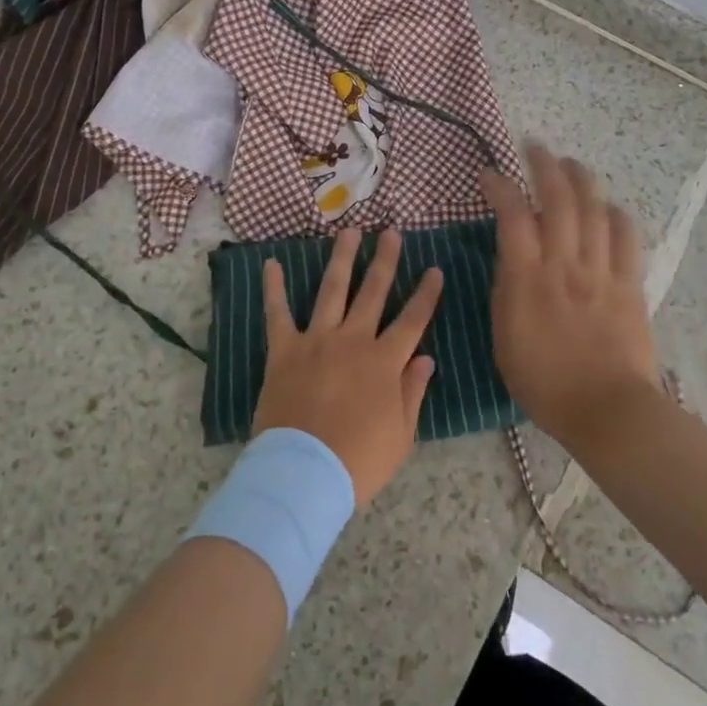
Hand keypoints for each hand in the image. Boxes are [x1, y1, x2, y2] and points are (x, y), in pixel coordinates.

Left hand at [254, 229, 442, 506]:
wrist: (305, 473)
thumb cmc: (359, 461)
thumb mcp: (401, 434)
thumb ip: (413, 391)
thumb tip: (426, 358)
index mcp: (385, 362)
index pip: (413, 320)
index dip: (426, 294)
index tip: (435, 269)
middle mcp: (354, 340)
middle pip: (374, 291)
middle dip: (385, 260)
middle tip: (392, 232)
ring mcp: (317, 340)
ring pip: (333, 289)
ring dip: (343, 258)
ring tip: (350, 231)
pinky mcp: (284, 349)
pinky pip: (277, 313)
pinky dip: (273, 288)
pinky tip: (271, 263)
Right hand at [480, 145, 661, 454]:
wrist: (606, 410)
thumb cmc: (543, 382)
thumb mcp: (503, 336)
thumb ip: (506, 290)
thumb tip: (511, 258)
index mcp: (527, 278)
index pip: (513, 215)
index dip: (500, 186)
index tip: (489, 174)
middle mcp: (564, 263)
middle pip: (558, 199)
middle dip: (545, 165)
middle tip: (535, 147)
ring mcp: (600, 271)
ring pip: (594, 209)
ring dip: (581, 179)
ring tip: (571, 163)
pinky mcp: (629, 284)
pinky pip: (626, 238)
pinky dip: (616, 215)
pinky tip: (609, 206)